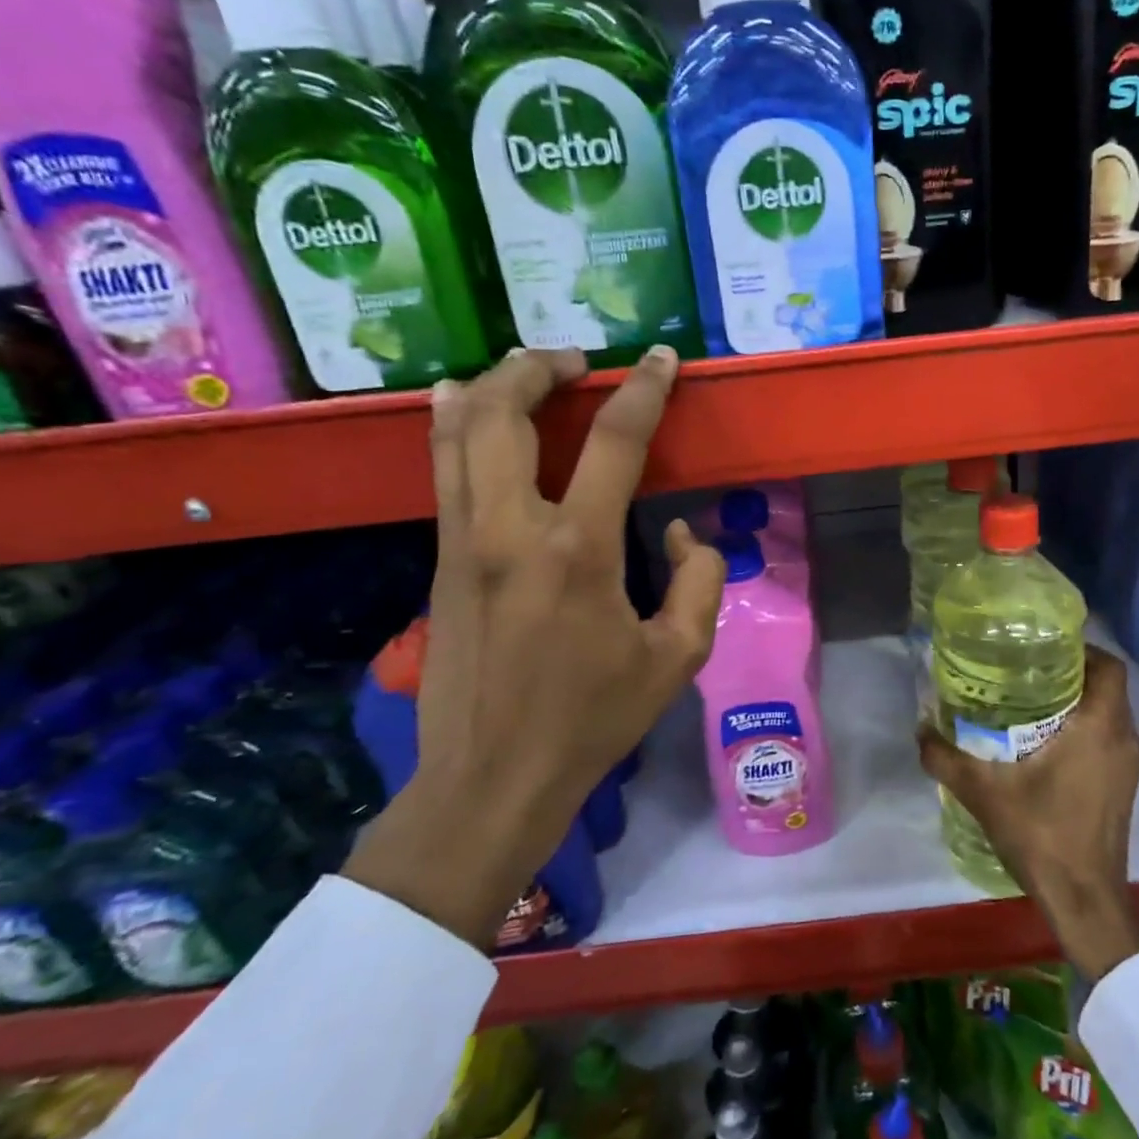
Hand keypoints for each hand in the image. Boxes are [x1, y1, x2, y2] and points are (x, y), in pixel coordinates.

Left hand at [346, 347, 724, 947]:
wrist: (493, 777)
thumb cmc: (592, 719)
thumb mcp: (678, 657)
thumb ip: (700, 580)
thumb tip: (682, 533)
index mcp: (578, 549)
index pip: (615, 440)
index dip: (645, 390)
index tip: (662, 360)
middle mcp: (510, 528)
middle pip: (506, 411)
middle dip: (540, 366)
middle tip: (577, 360)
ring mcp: (462, 540)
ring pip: (458, 432)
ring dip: (492, 386)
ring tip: (523, 370)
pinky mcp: (438, 560)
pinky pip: (444, 471)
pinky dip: (457, 427)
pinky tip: (468, 412)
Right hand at [917, 645, 1138, 979]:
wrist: (1084, 900)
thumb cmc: (1042, 835)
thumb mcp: (983, 792)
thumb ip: (945, 758)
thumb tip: (919, 729)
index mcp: (1100, 726)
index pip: (1108, 666)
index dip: (1081, 648)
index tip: (1042, 648)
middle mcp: (1123, 738)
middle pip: (1107, 686)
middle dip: (1070, 672)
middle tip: (1025, 670)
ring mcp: (1128, 765)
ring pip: (1108, 713)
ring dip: (1077, 701)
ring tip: (1029, 701)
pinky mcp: (1123, 786)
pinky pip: (1107, 738)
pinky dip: (1083, 728)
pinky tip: (1044, 742)